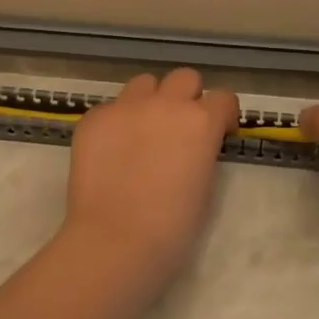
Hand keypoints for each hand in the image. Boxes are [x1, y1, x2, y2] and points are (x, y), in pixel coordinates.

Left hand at [61, 68, 239, 280]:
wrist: (115, 241)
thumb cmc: (172, 227)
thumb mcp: (205, 186)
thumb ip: (203, 151)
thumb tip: (193, 146)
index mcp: (201, 122)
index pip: (224, 98)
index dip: (223, 115)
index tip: (219, 133)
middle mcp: (166, 104)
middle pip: (184, 78)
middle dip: (187, 97)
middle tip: (179, 127)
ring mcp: (126, 107)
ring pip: (144, 84)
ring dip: (150, 100)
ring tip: (142, 131)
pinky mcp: (94, 118)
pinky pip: (111, 108)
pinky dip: (116, 123)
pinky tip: (111, 152)